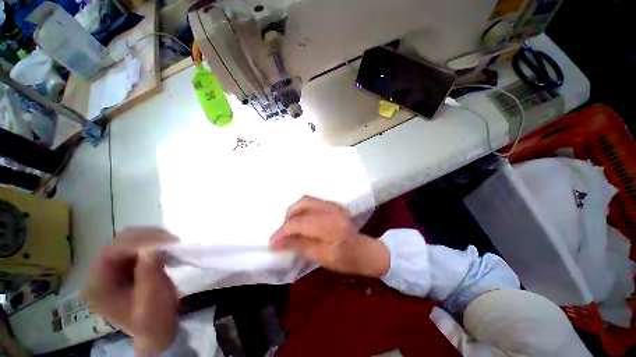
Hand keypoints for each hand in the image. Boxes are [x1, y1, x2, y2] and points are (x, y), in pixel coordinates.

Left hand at [80, 227, 179, 352]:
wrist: (158, 330)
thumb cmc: (154, 319)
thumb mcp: (152, 299)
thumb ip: (149, 273)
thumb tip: (152, 248)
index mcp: (99, 287)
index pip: (111, 254)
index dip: (137, 244)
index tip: (165, 242)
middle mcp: (102, 274)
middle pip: (119, 243)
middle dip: (147, 238)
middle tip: (172, 240)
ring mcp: (115, 270)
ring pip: (130, 241)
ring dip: (152, 239)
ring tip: (172, 243)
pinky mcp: (128, 267)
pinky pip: (139, 247)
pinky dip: (155, 244)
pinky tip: (168, 249)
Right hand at [270, 196, 389, 277]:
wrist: (365, 250)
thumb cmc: (346, 259)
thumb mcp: (322, 257)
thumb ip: (299, 245)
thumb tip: (276, 242)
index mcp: (331, 226)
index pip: (300, 223)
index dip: (283, 232)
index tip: (272, 242)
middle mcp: (332, 209)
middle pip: (302, 204)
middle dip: (287, 218)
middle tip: (282, 234)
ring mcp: (333, 204)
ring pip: (305, 200)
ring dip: (294, 212)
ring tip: (290, 227)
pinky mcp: (332, 204)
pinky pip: (312, 202)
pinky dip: (302, 210)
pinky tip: (301, 221)